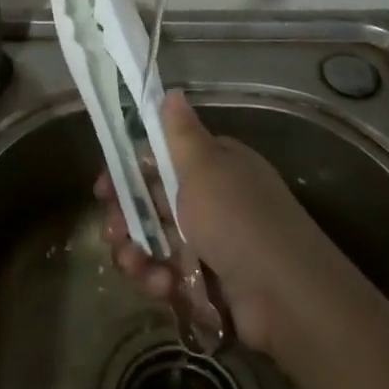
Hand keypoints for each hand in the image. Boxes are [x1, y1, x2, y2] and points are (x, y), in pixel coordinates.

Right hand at [96, 92, 342, 358]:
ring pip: (156, 243)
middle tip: (113, 232)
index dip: (128, 172)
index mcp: (214, 166)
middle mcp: (212, 201)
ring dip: (138, 254)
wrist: (285, 296)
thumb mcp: (205, 166)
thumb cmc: (237, 218)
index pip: (161, 160)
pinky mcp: (208, 284)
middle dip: (126, 218)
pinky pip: (169, 276)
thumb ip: (180, 133)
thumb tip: (171, 91)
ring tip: (135, 264)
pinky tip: (162, 286)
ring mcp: (211, 245)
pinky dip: (159, 280)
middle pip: (152, 204)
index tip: (103, 188)